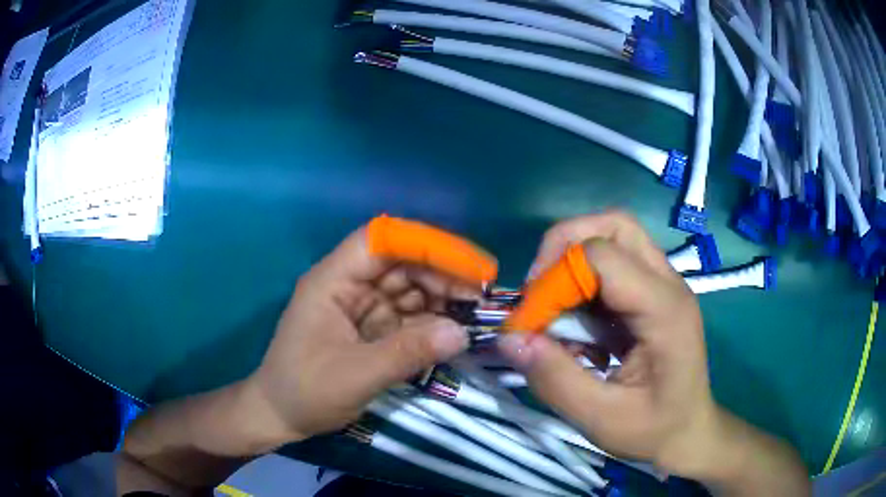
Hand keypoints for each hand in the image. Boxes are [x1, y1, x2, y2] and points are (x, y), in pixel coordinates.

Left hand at [244, 224, 483, 446]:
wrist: (281, 416)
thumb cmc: (305, 391)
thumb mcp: (355, 375)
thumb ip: (407, 353)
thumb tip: (462, 333)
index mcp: (332, 281)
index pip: (380, 241)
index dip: (425, 244)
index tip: (467, 264)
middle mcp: (349, 286)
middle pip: (401, 263)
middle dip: (441, 275)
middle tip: (479, 297)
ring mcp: (362, 307)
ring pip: (409, 289)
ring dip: (441, 298)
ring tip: (475, 314)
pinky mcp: (372, 330)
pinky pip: (408, 316)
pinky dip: (432, 322)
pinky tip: (455, 330)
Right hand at [498, 211, 721, 477]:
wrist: (689, 431)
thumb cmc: (654, 429)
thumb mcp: (601, 418)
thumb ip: (556, 379)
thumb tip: (509, 339)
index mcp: (664, 310)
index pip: (602, 255)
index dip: (555, 279)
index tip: (529, 322)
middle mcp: (667, 283)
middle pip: (613, 225)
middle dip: (564, 247)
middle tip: (539, 292)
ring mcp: (662, 284)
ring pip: (612, 237)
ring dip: (572, 261)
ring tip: (553, 306)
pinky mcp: (652, 293)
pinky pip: (612, 264)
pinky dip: (583, 281)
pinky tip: (575, 321)